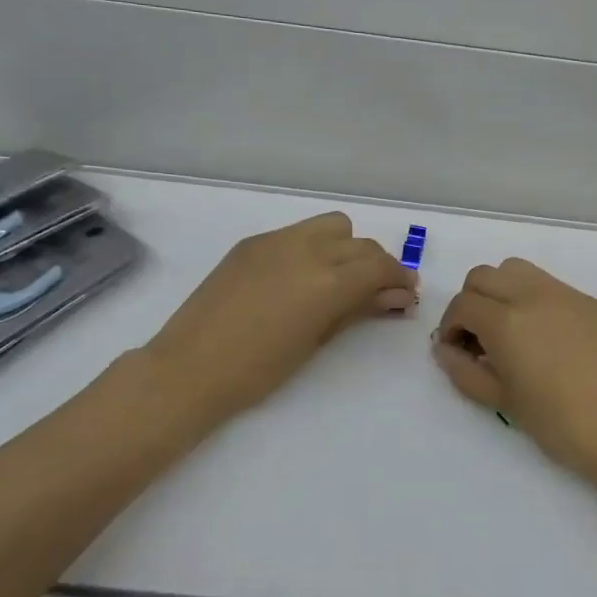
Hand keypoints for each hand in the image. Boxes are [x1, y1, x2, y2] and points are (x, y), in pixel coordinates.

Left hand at [133, 212, 417, 433]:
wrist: (189, 369)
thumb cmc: (259, 370)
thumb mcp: (317, 340)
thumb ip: (359, 309)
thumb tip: (397, 296)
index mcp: (327, 281)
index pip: (380, 265)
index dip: (400, 278)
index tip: (406, 294)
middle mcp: (307, 250)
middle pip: (360, 244)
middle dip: (377, 265)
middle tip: (378, 292)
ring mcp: (276, 240)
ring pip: (332, 226)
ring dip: (347, 247)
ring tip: (339, 277)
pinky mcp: (252, 242)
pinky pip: (298, 233)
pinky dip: (313, 247)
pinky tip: (301, 277)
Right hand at [433, 258, 596, 505]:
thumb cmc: (560, 424)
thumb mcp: (503, 402)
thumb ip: (466, 371)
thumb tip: (445, 350)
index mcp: (506, 320)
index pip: (462, 305)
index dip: (450, 327)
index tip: (456, 352)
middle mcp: (532, 294)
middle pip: (484, 276)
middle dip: (471, 303)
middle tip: (478, 340)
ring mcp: (566, 294)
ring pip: (516, 270)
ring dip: (501, 292)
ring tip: (509, 332)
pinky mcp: (591, 303)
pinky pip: (550, 285)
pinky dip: (532, 298)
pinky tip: (545, 337)